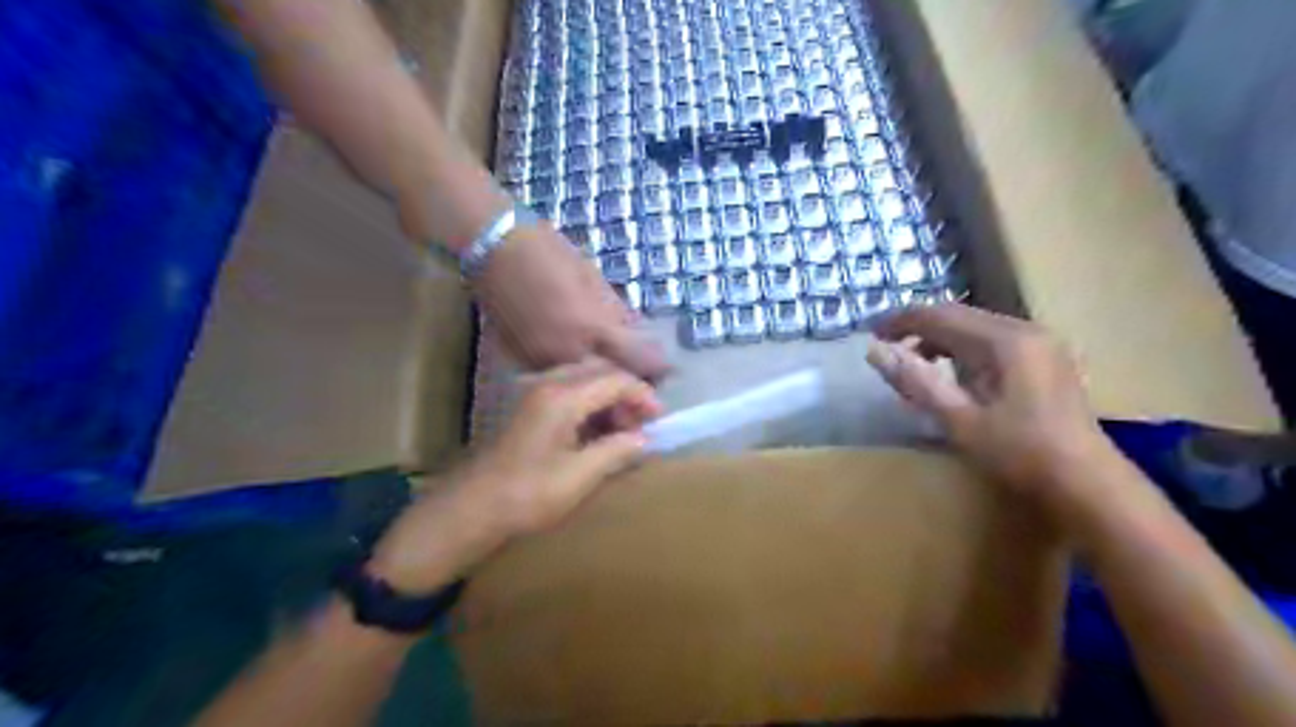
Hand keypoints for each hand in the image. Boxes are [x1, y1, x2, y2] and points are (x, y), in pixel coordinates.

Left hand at [369, 362, 661, 591]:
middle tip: (642, 424)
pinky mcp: (528, 408)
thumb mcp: (580, 476)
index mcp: (563, 397)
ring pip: (584, 380)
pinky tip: (596, 432)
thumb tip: (644, 439)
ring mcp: (534, 394)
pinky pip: (568, 392)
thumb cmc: (527, 495)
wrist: (469, 509)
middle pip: (599, 372)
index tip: (659, 420)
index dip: (643, 396)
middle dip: (627, 393)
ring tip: (623, 430)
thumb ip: (617, 451)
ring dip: (608, 399)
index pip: (616, 379)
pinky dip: (590, 405)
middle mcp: (548, 384)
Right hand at [471, 222, 668, 379]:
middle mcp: (567, 353)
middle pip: (609, 381)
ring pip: (580, 385)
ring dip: (599, 383)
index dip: (655, 366)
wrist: (492, 248)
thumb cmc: (547, 252)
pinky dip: (570, 375)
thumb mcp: (592, 276)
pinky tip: (575, 365)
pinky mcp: (519, 361)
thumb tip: (635, 331)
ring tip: (610, 375)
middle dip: (628, 381)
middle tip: (641, 377)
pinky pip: (554, 377)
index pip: (636, 359)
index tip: (666, 368)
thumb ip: (616, 310)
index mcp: (590, 328)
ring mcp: (540, 362)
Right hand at [863, 303, 1107, 500]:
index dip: (902, 321)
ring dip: (941, 339)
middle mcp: (1027, 331)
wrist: (1088, 485)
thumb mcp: (959, 420)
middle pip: (961, 316)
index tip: (871, 333)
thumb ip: (916, 381)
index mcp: (1006, 341)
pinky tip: (954, 374)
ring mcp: (1042, 344)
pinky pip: (995, 342)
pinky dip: (965, 351)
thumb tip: (874, 351)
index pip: (942, 316)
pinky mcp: (1048, 360)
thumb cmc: (1020, 454)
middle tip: (886, 345)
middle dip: (920, 327)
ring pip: (978, 328)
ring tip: (913, 361)